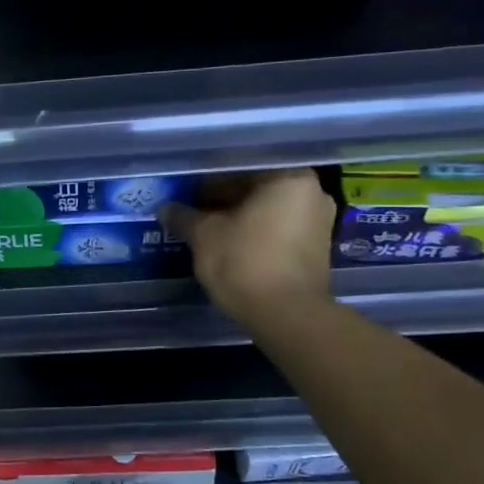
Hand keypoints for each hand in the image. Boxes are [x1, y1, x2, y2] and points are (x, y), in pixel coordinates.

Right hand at [160, 171, 335, 326]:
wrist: (287, 315)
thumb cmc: (245, 261)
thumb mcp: (204, 235)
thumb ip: (184, 217)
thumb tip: (165, 209)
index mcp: (288, 177)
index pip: (238, 168)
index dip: (205, 181)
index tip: (184, 194)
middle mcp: (311, 193)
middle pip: (254, 188)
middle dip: (222, 200)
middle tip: (191, 212)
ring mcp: (318, 222)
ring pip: (265, 211)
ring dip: (236, 218)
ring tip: (205, 230)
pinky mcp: (315, 249)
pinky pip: (276, 230)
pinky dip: (252, 233)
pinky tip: (227, 245)